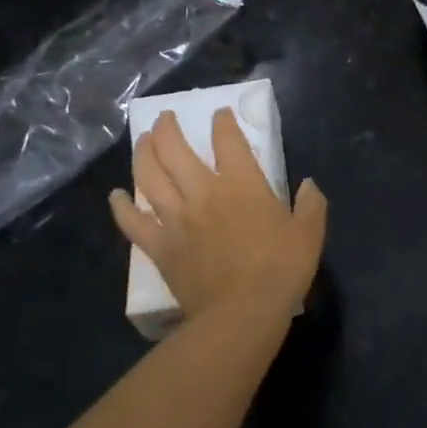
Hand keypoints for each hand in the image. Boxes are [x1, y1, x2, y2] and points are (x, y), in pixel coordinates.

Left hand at [108, 108, 327, 327]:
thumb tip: (309, 185)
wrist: (241, 313)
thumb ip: (310, 205)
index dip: (223, 123)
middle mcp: (204, 192)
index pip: (228, 141)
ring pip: (150, 176)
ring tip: (143, 140)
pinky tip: (116, 196)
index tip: (219, 114)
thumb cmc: (280, 270)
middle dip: (168, 128)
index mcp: (242, 184)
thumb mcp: (308, 234)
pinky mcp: (160, 246)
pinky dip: (121, 207)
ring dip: (143, 153)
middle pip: (176, 150)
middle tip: (165, 118)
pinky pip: (133, 222)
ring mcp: (177, 219)